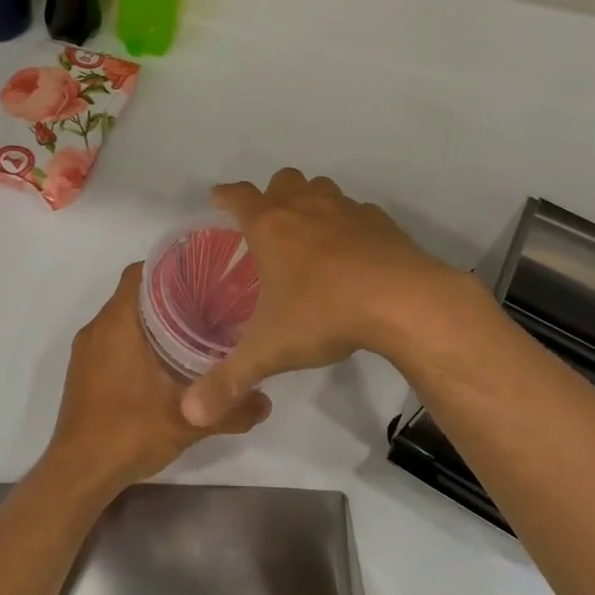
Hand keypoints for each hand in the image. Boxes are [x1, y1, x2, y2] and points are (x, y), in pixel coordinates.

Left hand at [42, 262, 271, 497]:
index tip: (203, 275)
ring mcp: (85, 351)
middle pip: (134, 294)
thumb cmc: (129, 432)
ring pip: (122, 318)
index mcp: (117, 323)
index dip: (171, 267)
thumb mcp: (188, 421)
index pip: (141, 272)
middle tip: (208, 304)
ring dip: (152, 320)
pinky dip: (136, 340)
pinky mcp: (83, 372)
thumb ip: (231, 410)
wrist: (78, 473)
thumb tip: (266, 401)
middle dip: (168, 295)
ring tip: (192, 330)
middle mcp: (97, 328)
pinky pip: (112, 340)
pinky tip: (164, 362)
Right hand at [180, 169, 462, 426]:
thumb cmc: (324, 314)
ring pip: (321, 187)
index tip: (218, 198)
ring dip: (310, 200)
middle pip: (282, 180)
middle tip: (269, 225)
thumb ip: (229, 380)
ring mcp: (346, 210)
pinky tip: (354, 253)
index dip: (225, 195)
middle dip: (272, 194)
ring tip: (310, 235)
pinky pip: (357, 211)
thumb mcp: (269, 352)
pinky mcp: (380, 221)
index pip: (238, 196)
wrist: (403, 301)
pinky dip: (349, 223)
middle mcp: (305, 208)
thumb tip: (191, 414)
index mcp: (270, 227)